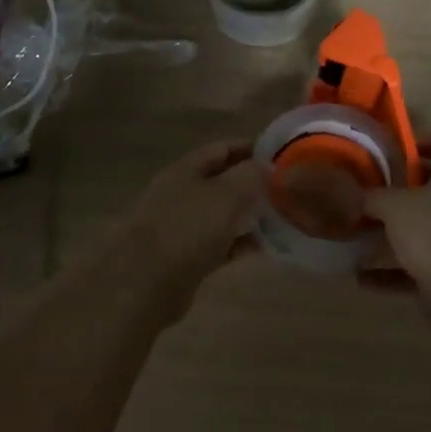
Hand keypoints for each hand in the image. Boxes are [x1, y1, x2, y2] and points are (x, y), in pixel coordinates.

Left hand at [125, 140, 267, 287]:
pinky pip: (220, 245)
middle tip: (285, 188)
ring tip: (281, 217)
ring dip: (248, 214)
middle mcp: (181, 194)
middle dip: (252, 183)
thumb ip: (250, 175)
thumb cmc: (187, 228)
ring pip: (222, 214)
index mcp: (186, 170)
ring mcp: (182, 227)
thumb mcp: (226, 194)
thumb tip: (266, 166)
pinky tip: (264, 247)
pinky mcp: (186, 258)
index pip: (222, 149)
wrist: (145, 283)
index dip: (250, 148)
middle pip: (222, 181)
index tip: (281, 155)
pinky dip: (240, 243)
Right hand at [360, 136, 430, 320]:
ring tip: (355, 237)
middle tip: (364, 193)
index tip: (393, 148)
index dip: (422, 140)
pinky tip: (361, 277)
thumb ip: (373, 197)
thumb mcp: (395, 205)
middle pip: (427, 192)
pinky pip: (411, 271)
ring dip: (387, 238)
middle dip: (395, 194)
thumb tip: (353, 195)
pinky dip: (388, 274)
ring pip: (417, 234)